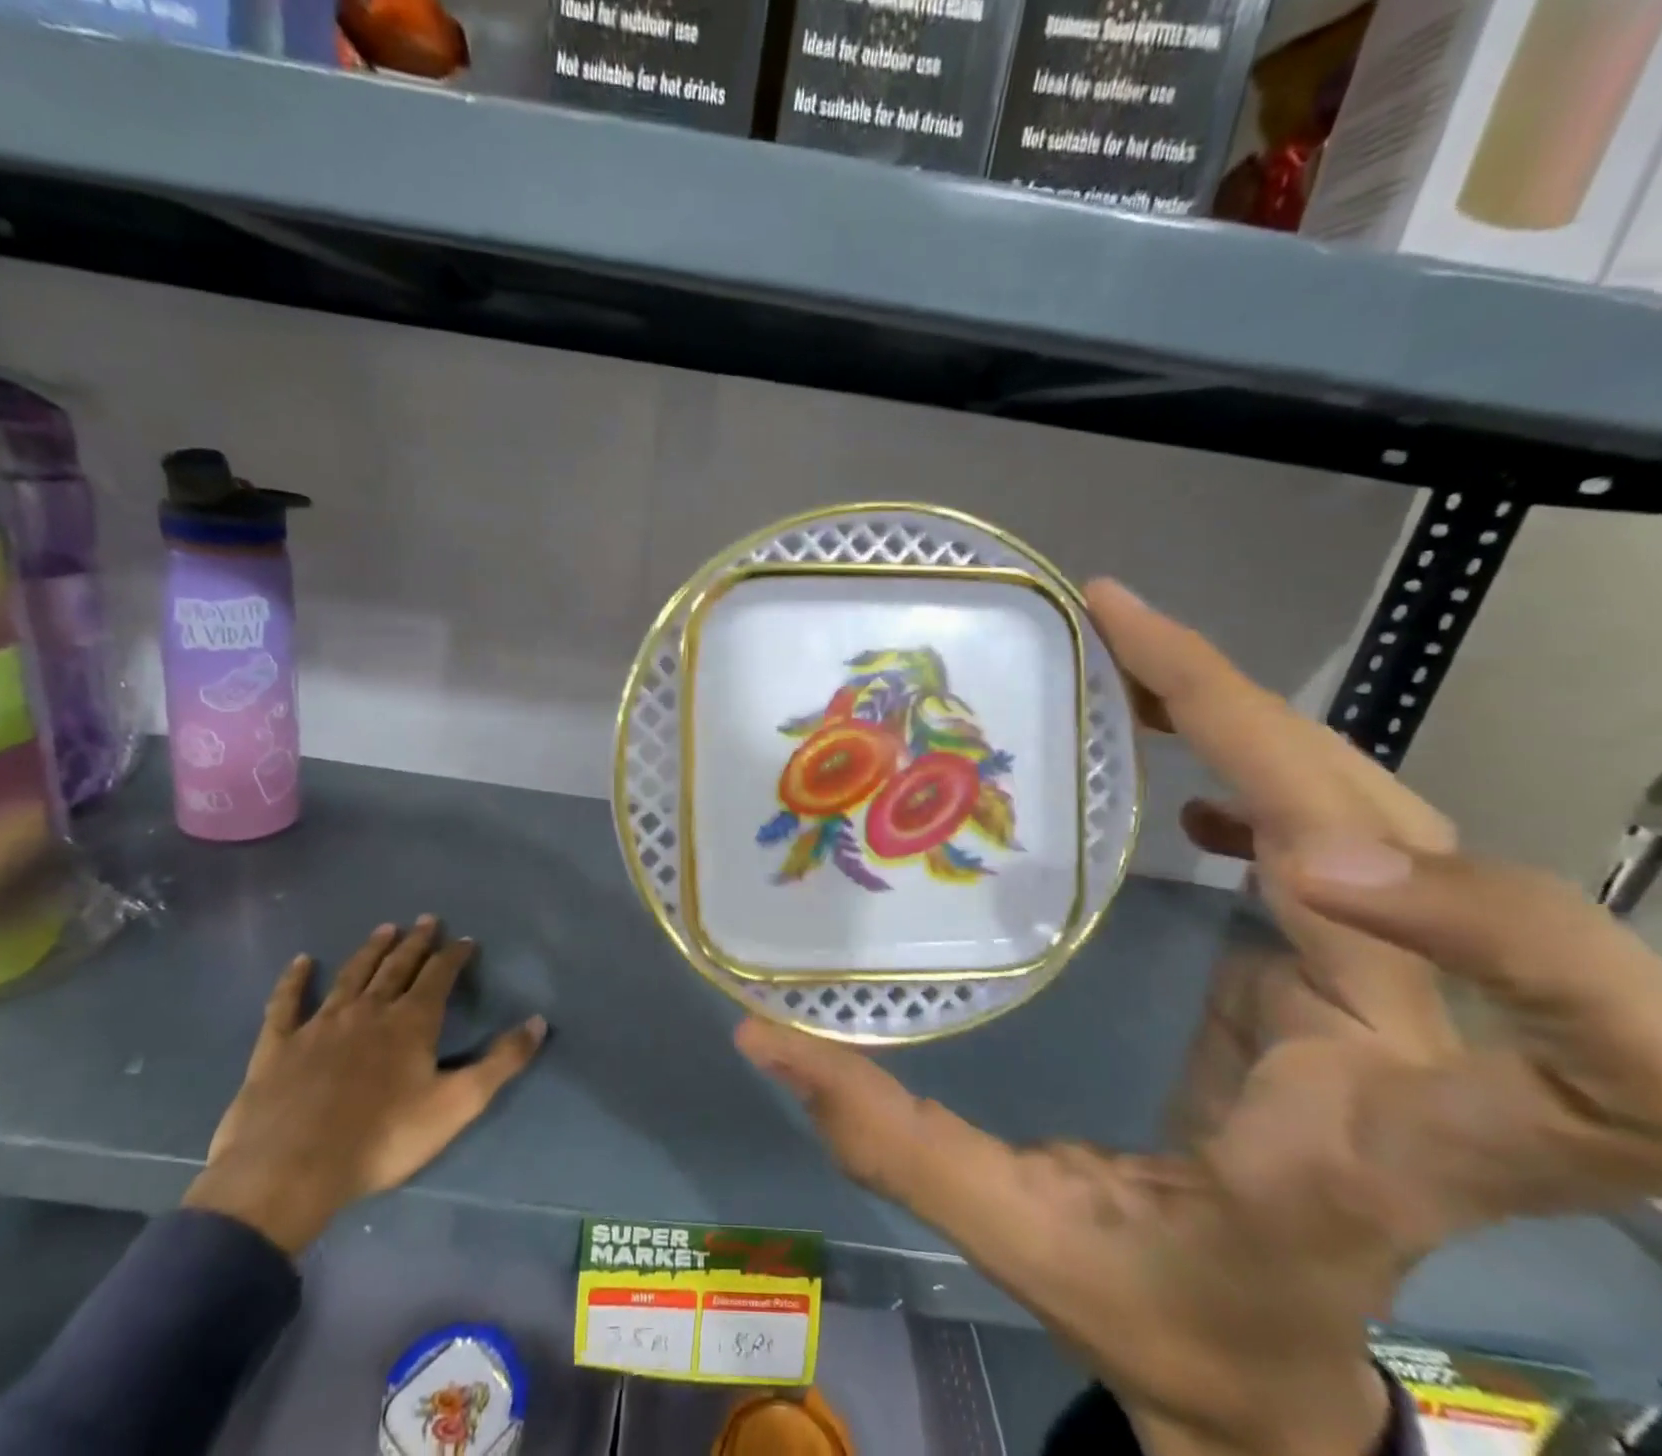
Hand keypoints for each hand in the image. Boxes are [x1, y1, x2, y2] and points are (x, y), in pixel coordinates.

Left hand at [185, 916, 546, 1254]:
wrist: (290, 1171)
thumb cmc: (382, 1138)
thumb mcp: (457, 1104)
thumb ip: (501, 1062)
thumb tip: (539, 1021)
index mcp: (411, 1021)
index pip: (439, 975)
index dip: (454, 955)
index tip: (465, 939)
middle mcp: (368, 1010)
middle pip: (397, 966)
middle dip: (416, 942)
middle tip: (426, 919)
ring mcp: (320, 1024)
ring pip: (351, 975)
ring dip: (370, 950)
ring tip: (385, 929)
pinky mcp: (278, 1046)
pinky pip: (286, 1004)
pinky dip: (294, 981)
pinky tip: (301, 962)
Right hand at [735, 582, 1661, 1455]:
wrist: (1268, 1368)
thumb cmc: (1168, 1323)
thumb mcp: (1023, 1246)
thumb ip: (895, 1146)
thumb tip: (765, 1036)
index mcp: (1373, 1152)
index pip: (1588, 1072)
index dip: (1497, 933)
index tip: (1293, 855)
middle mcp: (1416, 1055)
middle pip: (1423, 851)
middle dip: (1263, 727)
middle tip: (1118, 634)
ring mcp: (1392, 1001)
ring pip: (1384, 815)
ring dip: (1255, 723)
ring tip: (1131, 658)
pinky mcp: (1346, 971)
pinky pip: (1340, 832)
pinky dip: (1262, 768)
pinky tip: (1182, 769)